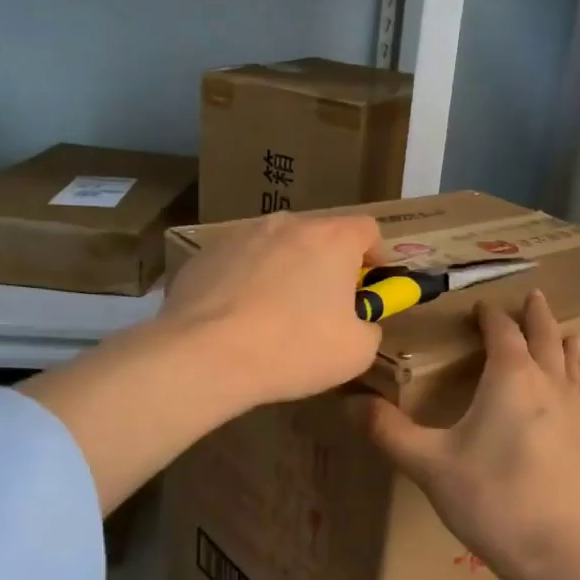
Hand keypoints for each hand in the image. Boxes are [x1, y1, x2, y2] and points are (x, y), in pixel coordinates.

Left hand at [162, 212, 385, 406]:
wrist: (206, 355)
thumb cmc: (295, 348)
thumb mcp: (357, 352)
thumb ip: (369, 327)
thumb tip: (360, 322)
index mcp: (332, 238)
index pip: (367, 229)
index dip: (375, 255)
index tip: (370, 283)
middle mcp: (288, 224)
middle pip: (319, 236)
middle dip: (326, 264)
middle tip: (323, 305)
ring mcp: (242, 235)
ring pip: (276, 247)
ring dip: (284, 270)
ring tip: (274, 313)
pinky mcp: (205, 254)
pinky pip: (239, 263)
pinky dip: (246, 282)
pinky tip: (237, 319)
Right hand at [367, 290, 579, 579]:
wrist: (560, 553)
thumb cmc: (490, 499)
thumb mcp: (430, 465)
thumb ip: (389, 431)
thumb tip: (349, 402)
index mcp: (511, 379)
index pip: (502, 333)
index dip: (491, 317)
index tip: (482, 307)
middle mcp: (549, 387)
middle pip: (545, 339)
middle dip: (537, 317)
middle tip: (536, 296)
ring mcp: (577, 415)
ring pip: (572, 368)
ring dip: (566, 347)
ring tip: (573, 334)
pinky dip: (576, 387)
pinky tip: (575, 403)